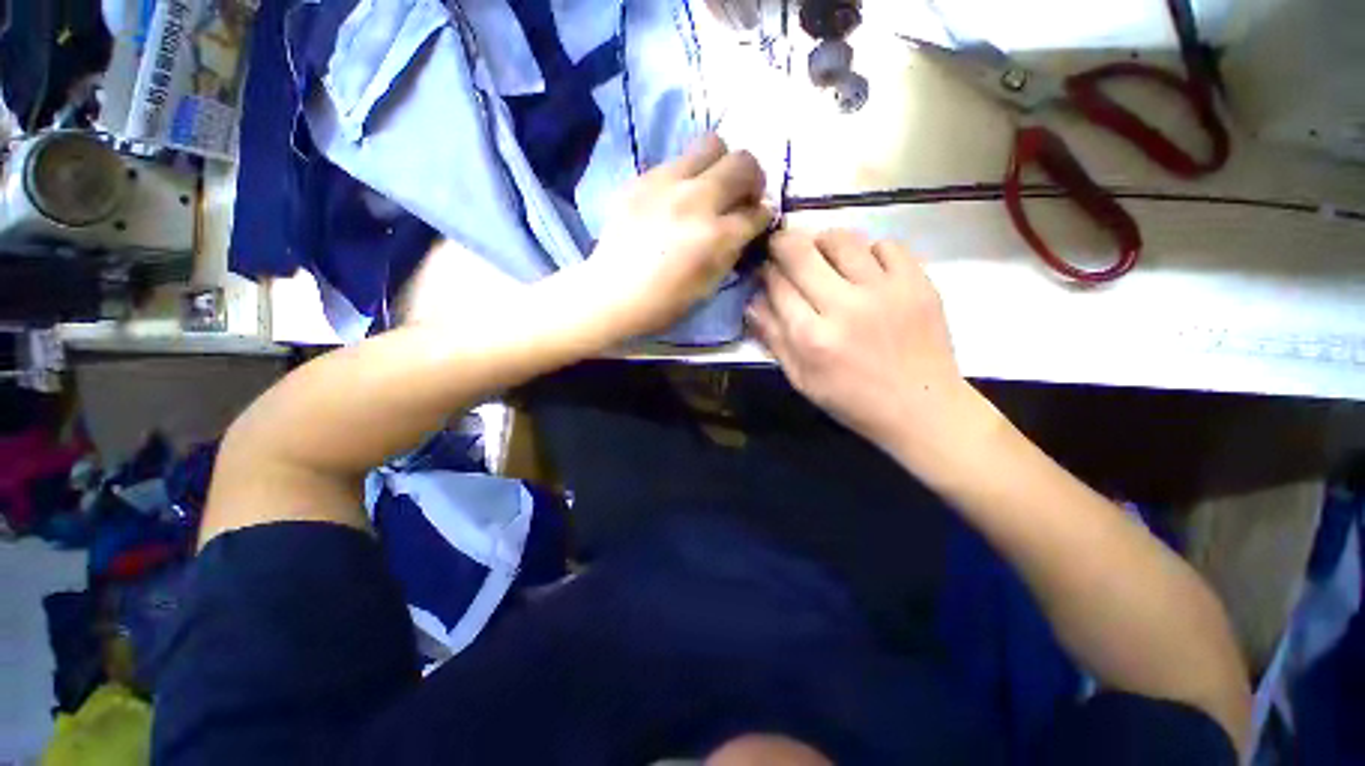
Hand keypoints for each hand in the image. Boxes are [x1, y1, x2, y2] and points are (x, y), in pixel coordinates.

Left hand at [584, 133, 772, 338]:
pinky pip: (676, 161)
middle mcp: (697, 200)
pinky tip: (675, 198)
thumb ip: (733, 249)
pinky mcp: (642, 178)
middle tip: (742, 195)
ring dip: (721, 164)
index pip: (757, 211)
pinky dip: (687, 175)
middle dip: (752, 178)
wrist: (612, 293)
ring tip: (711, 187)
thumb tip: (746, 224)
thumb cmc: (664, 301)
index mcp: (717, 236)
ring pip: (711, 144)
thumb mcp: (710, 285)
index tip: (757, 219)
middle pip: (743, 162)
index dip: (763, 215)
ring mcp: (667, 183)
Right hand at [747, 229, 984, 464]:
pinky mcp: (917, 282)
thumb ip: (774, 339)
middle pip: (801, 252)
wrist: (921, 406)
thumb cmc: (852, 399)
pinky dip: (868, 251)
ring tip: (822, 256)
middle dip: (782, 244)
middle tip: (782, 248)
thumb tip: (753, 302)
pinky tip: (865, 269)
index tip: (765, 271)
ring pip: (841, 239)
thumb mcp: (801, 379)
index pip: (776, 284)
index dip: (765, 272)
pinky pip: (885, 244)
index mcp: (812, 337)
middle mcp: (844, 306)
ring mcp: (884, 290)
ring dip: (822, 242)